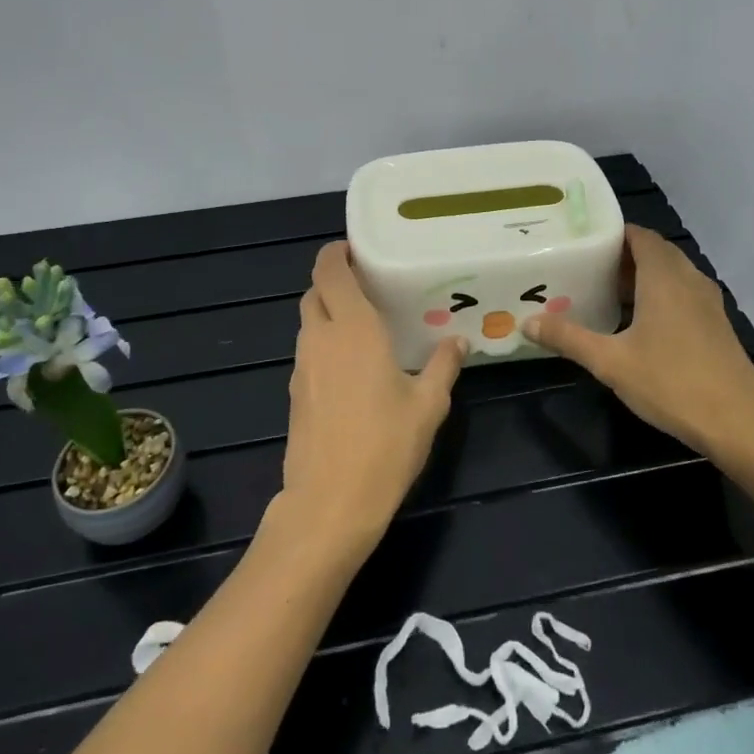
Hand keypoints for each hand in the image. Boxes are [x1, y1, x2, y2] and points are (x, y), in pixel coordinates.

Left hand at [279, 242, 464, 556]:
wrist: (329, 504)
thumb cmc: (385, 446)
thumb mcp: (428, 406)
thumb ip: (443, 367)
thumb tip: (458, 341)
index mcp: (353, 328)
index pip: (329, 271)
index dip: (336, 253)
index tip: (355, 249)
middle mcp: (321, 338)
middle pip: (314, 292)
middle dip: (333, 281)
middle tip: (367, 285)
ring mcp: (302, 366)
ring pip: (308, 321)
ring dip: (327, 312)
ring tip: (362, 323)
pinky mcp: (295, 393)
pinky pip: (307, 351)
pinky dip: (323, 342)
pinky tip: (351, 366)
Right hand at [524, 225, 753, 455]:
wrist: (739, 422)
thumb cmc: (672, 382)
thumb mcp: (610, 362)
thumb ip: (568, 338)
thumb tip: (527, 322)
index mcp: (664, 277)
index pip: (639, 235)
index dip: (612, 233)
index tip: (581, 242)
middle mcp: (689, 279)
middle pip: (654, 252)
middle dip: (622, 256)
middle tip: (585, 267)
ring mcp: (708, 301)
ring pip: (671, 274)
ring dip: (642, 277)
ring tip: (605, 292)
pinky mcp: (716, 324)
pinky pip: (683, 293)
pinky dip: (659, 295)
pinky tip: (638, 322)